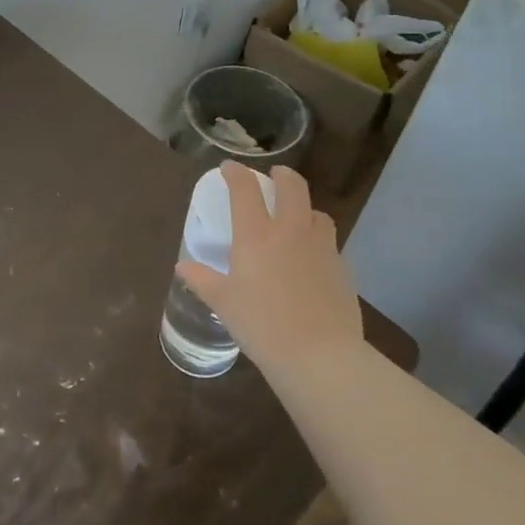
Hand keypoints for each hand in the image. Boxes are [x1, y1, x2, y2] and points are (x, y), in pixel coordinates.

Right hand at [175, 162, 360, 377]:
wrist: (320, 355)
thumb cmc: (262, 326)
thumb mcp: (224, 303)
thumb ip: (202, 280)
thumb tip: (182, 266)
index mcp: (257, 235)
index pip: (245, 189)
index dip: (236, 173)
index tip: (229, 168)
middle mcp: (291, 231)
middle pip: (292, 186)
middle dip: (282, 175)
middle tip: (274, 176)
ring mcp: (321, 247)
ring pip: (317, 212)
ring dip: (304, 208)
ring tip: (296, 218)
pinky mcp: (342, 268)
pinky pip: (330, 244)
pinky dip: (318, 241)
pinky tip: (311, 260)